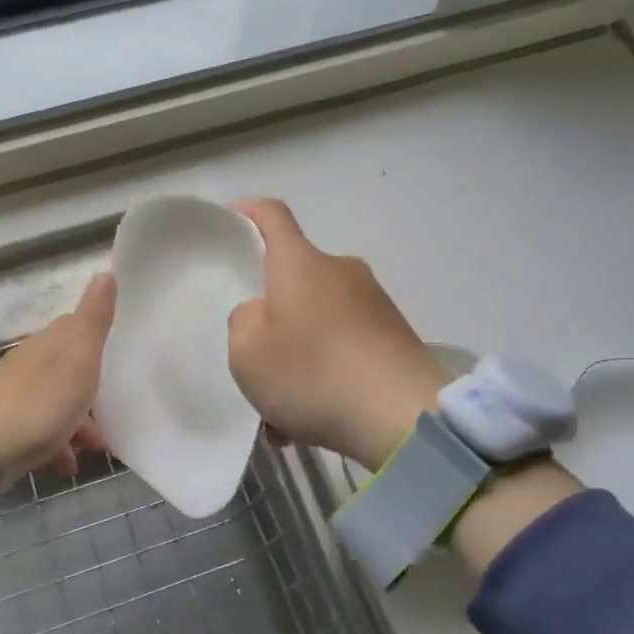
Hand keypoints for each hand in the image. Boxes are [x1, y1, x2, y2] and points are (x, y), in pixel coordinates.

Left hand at [0, 272, 114, 492]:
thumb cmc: (41, 401)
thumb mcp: (79, 356)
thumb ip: (94, 318)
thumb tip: (106, 272)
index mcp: (48, 342)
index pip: (77, 328)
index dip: (99, 340)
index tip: (121, 354)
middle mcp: (30, 363)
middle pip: (69, 369)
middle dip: (93, 389)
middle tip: (117, 409)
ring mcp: (15, 396)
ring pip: (57, 402)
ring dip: (79, 422)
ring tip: (97, 447)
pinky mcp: (6, 427)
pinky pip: (41, 431)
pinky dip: (58, 444)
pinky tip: (66, 464)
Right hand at [227, 199, 581, 572]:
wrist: (403, 417)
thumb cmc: (313, 373)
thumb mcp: (247, 351)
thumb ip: (243, 321)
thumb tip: (264, 313)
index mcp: (300, 263)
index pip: (272, 215)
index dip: (248, 212)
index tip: (231, 220)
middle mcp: (340, 271)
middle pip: (294, 279)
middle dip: (271, 315)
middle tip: (253, 357)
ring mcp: (373, 303)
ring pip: (318, 322)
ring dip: (297, 356)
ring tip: (281, 412)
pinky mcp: (395, 336)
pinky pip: (344, 347)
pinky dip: (325, 375)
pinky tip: (313, 421)